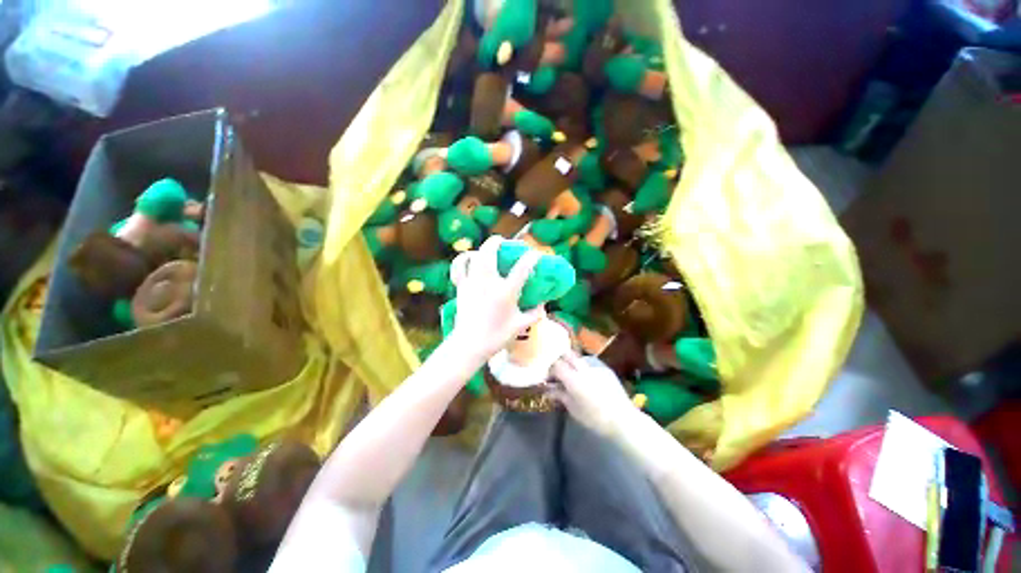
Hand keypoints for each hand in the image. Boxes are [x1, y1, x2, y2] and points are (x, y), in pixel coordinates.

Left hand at [449, 237, 545, 359]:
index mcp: (505, 292)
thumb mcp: (520, 326)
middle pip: (490, 251)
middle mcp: (488, 282)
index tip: (536, 254)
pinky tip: (470, 258)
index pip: (522, 268)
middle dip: (499, 242)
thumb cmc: (496, 336)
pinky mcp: (461, 286)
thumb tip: (543, 305)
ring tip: (490, 247)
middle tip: (506, 242)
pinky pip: (459, 266)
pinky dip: (463, 259)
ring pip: (475, 255)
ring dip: (483, 248)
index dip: (531, 257)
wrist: (469, 345)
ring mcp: (472, 282)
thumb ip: (535, 314)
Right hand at [550, 353, 637, 436]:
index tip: (549, 378)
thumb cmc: (595, 419)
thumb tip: (548, 389)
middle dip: (561, 361)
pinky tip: (587, 379)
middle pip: (567, 354)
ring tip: (573, 375)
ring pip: (579, 357)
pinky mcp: (606, 369)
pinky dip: (585, 368)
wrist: (623, 420)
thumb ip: (560, 395)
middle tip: (559, 372)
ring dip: (573, 363)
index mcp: (573, 379)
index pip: (556, 365)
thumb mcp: (574, 409)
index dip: (550, 370)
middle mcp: (583, 368)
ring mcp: (596, 366)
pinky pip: (591, 363)